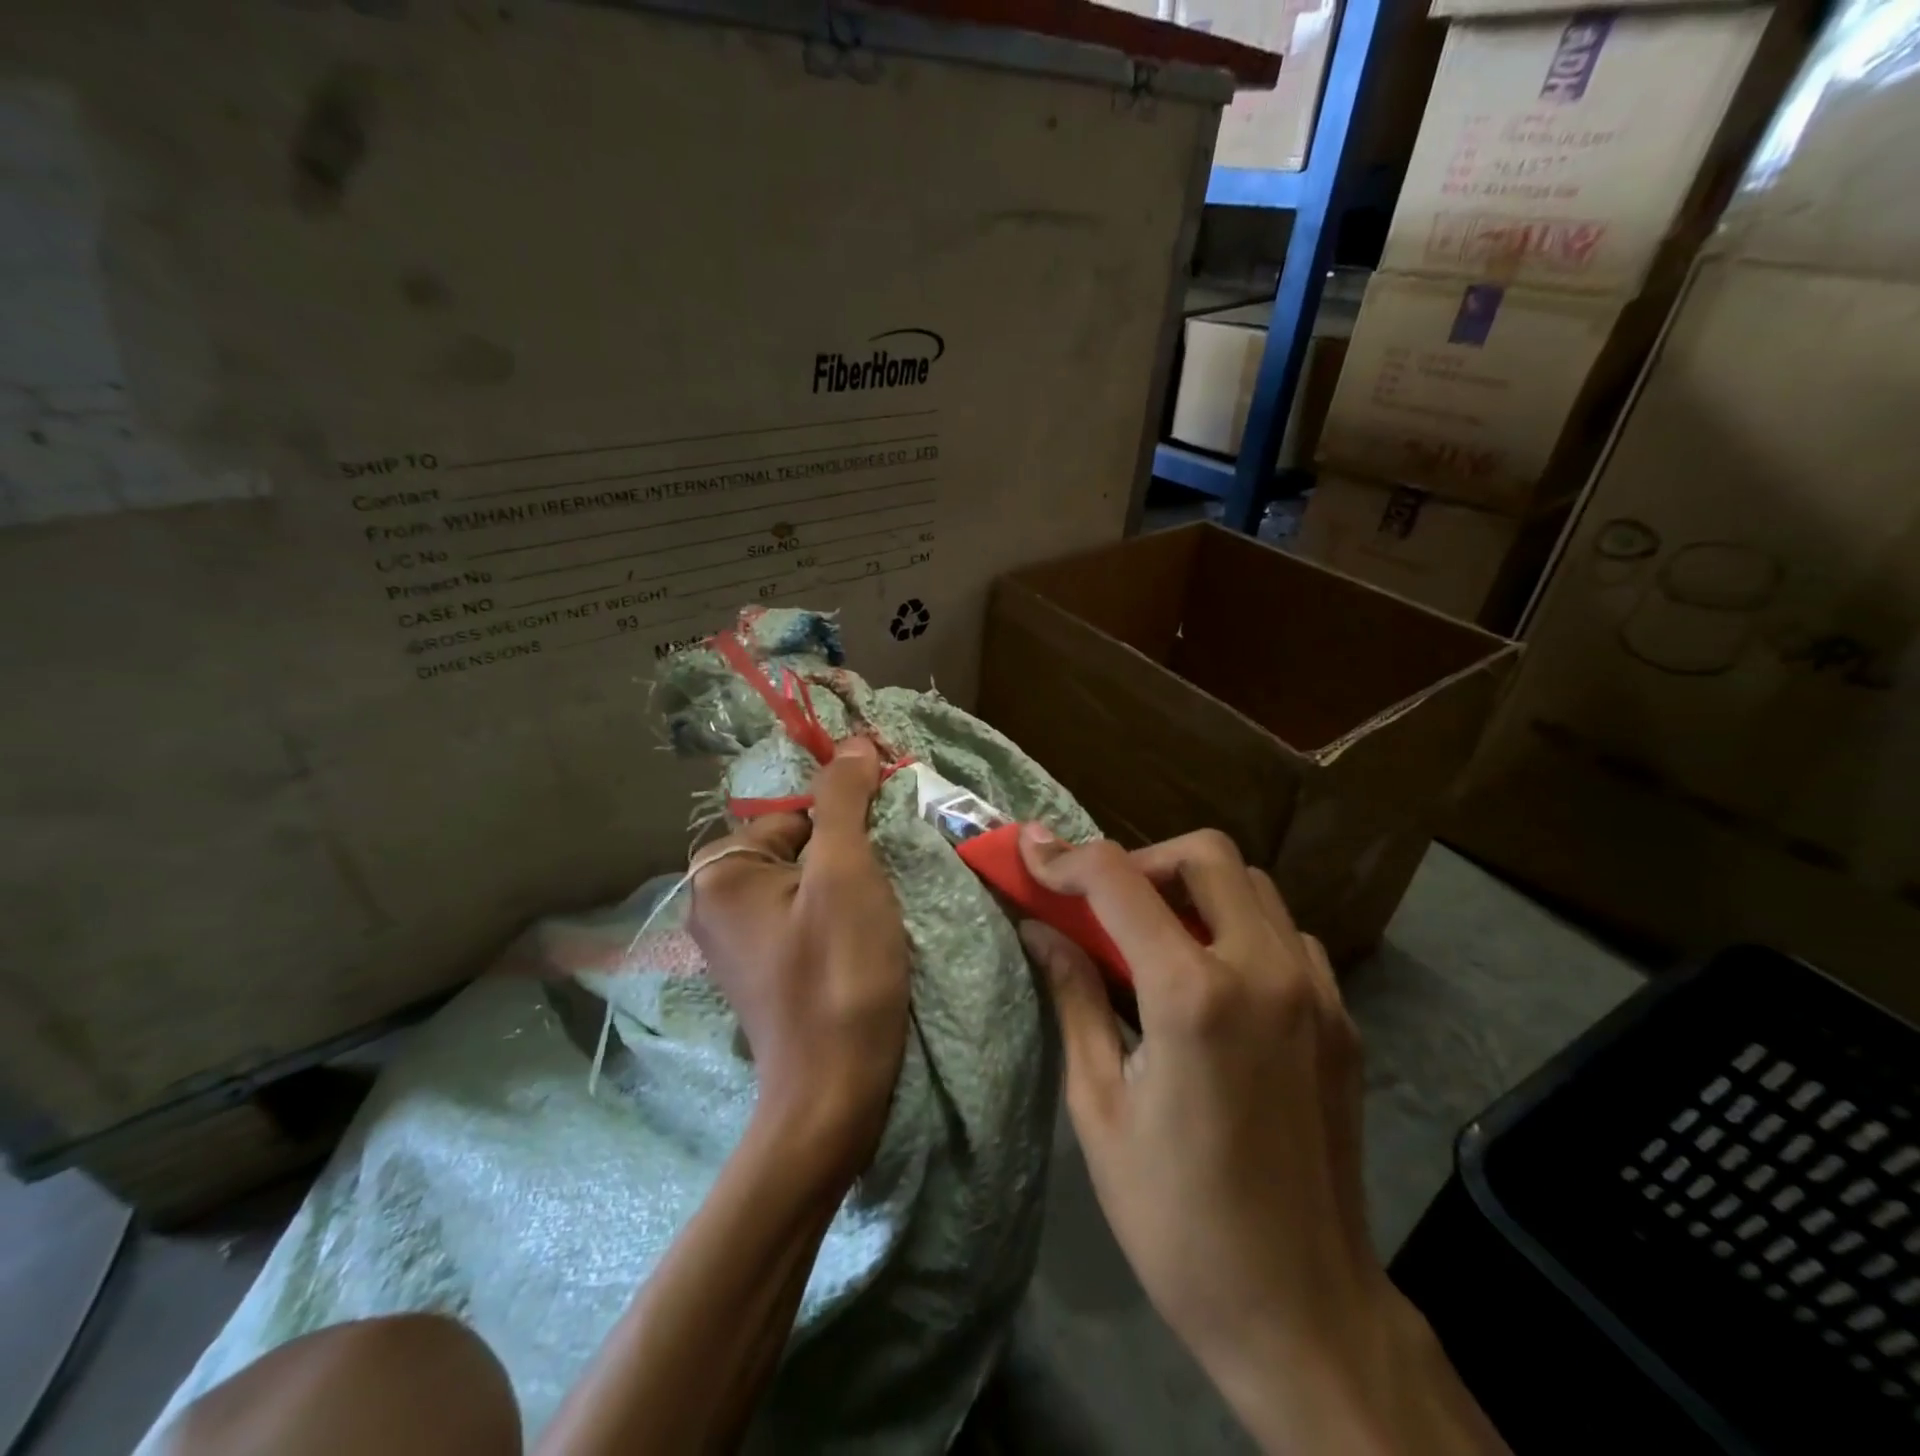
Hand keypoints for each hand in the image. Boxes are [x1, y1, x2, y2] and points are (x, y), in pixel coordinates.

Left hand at [687, 737, 910, 1182]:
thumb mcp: (845, 871)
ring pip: (806, 881)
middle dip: (848, 854)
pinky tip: (865, 939)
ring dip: (850, 884)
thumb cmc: (838, 973)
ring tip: (881, 913)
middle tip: (885, 884)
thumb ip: (844, 799)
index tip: (885, 842)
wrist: (834, 1093)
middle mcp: (715, 901)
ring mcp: (738, 940)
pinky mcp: (765, 968)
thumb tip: (854, 742)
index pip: (795, 812)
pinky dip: (837, 916)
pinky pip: (804, 916)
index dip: (847, 819)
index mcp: (721, 871)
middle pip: (799, 845)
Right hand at [1018, 827, 1503, 1454]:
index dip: (1065, 858)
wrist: (1303, 1313)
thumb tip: (1038, 930)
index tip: (1031, 853)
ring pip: (1252, 885)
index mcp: (1193, 996)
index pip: (1119, 881)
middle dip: (1143, 859)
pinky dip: (1241, 928)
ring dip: (1195, 889)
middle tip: (1105, 902)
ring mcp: (1316, 991)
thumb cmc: (1177, 1220)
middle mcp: (1263, 971)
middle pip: (1205, 853)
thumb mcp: (1099, 1106)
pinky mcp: (1343, 1018)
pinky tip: (1216, 981)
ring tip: (1156, 937)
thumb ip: (1073, 997)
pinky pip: (1288, 935)